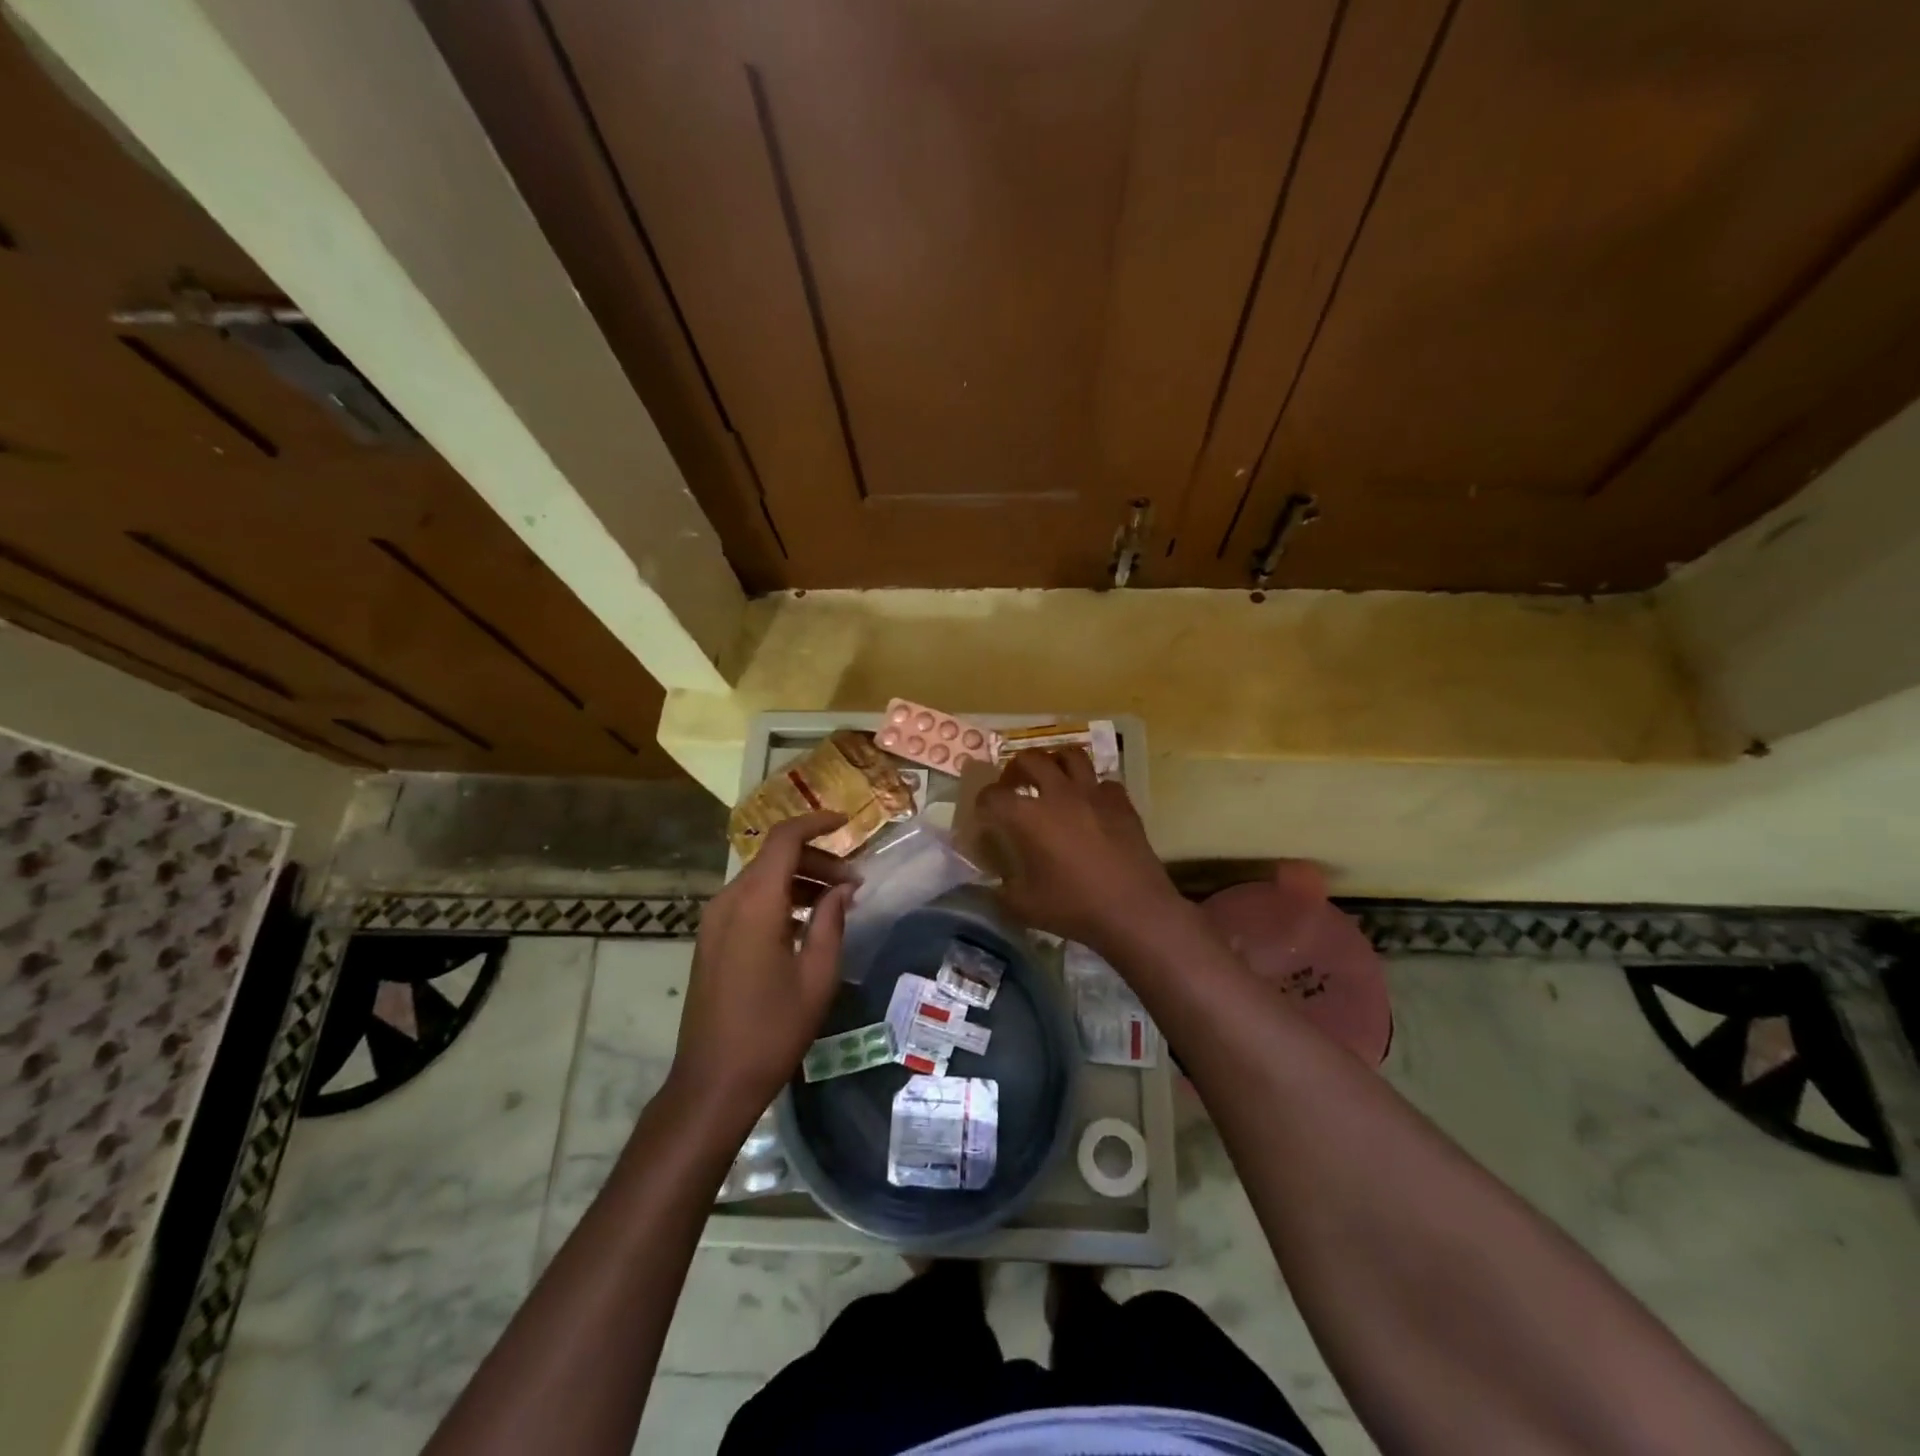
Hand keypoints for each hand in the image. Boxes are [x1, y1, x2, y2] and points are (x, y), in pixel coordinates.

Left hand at [669, 811, 853, 1122]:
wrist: (713, 1082)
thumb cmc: (772, 1030)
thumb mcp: (817, 976)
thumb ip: (831, 922)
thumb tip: (843, 888)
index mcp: (755, 904)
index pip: (783, 839)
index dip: (815, 823)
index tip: (847, 823)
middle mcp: (728, 902)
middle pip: (773, 858)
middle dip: (816, 860)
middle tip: (854, 885)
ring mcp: (714, 922)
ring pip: (761, 879)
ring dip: (799, 881)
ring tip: (836, 904)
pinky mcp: (711, 941)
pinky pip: (748, 902)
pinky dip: (779, 900)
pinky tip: (805, 925)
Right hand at [975, 750, 1185, 955]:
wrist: (1134, 910)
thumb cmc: (1074, 908)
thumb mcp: (1023, 907)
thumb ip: (1000, 890)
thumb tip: (991, 884)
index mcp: (1028, 816)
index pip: (993, 795)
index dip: (983, 801)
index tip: (984, 813)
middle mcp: (1058, 794)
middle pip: (1030, 759)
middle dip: (1016, 769)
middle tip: (1014, 785)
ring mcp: (1093, 793)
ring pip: (1070, 755)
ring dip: (1055, 762)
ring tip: (1052, 779)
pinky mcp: (1121, 802)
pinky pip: (1103, 781)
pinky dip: (1092, 788)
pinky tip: (1090, 805)